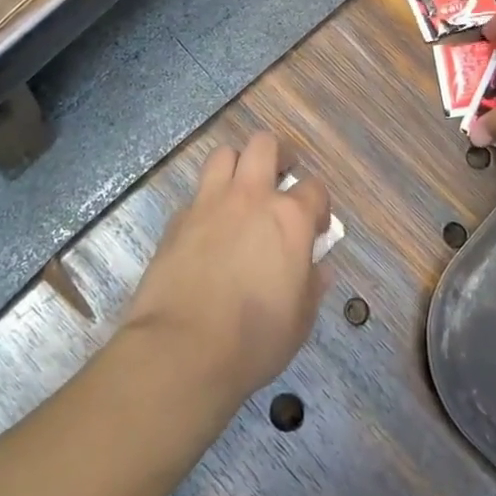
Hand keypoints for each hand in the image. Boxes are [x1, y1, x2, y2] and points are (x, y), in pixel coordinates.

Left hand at [123, 132, 331, 403]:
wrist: (182, 351)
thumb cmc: (254, 339)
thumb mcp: (301, 318)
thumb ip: (311, 284)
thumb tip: (316, 269)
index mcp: (290, 218)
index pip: (315, 188)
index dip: (318, 205)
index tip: (315, 227)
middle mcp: (251, 197)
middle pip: (264, 145)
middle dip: (276, 155)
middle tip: (279, 179)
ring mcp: (209, 203)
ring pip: (224, 154)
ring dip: (236, 166)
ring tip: (240, 191)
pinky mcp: (176, 220)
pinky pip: (195, 194)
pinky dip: (205, 202)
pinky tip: (206, 229)